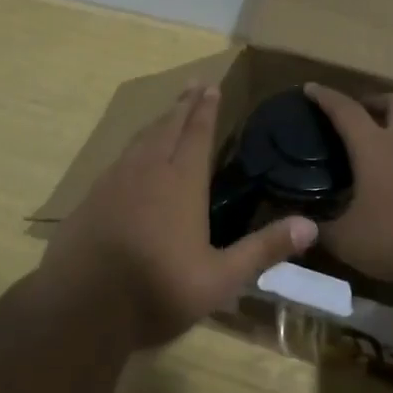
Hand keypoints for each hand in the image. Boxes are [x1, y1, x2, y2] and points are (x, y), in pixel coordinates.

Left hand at [39, 83, 317, 348]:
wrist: (80, 308)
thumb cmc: (156, 291)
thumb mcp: (220, 279)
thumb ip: (264, 250)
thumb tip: (311, 226)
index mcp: (181, 183)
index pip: (198, 135)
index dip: (206, 110)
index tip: (211, 86)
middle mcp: (148, 171)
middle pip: (168, 127)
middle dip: (184, 105)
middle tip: (193, 84)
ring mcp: (115, 182)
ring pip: (141, 140)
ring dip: (158, 121)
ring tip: (169, 112)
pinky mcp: (91, 198)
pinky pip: (120, 159)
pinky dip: (134, 146)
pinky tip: (133, 156)